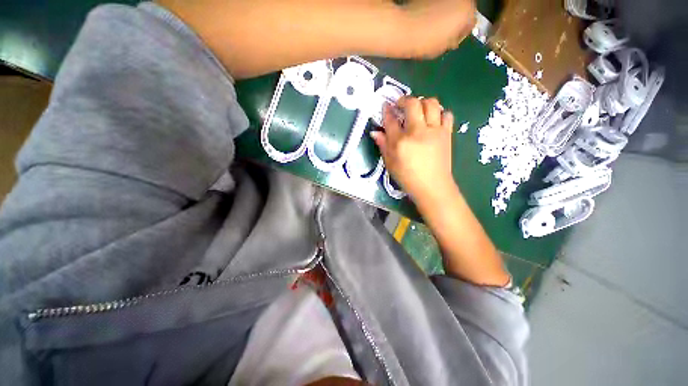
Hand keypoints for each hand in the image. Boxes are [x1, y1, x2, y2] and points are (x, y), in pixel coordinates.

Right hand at [371, 97, 454, 200]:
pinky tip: (433, 120)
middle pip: (412, 104)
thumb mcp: (390, 163)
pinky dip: (440, 113)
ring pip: (431, 103)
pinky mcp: (446, 134)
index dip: (387, 110)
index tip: (386, 106)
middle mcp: (418, 132)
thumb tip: (375, 132)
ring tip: (418, 109)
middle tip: (401, 105)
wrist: (432, 186)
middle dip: (404, 100)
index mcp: (400, 142)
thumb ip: (383, 145)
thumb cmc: (407, 177)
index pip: (391, 120)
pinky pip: (446, 114)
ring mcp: (434, 131)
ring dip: (423, 102)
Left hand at [398, 0, 476, 57]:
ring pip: (450, 4)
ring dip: (445, 12)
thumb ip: (453, 40)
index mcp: (468, 11)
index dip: (460, 34)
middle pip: (462, 10)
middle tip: (442, 33)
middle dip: (454, 20)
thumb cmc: (426, 41)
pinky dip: (434, 8)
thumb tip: (452, 38)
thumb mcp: (444, 47)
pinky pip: (436, 3)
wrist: (404, 29)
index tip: (450, 41)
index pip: (470, 23)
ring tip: (432, 25)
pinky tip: (425, 17)